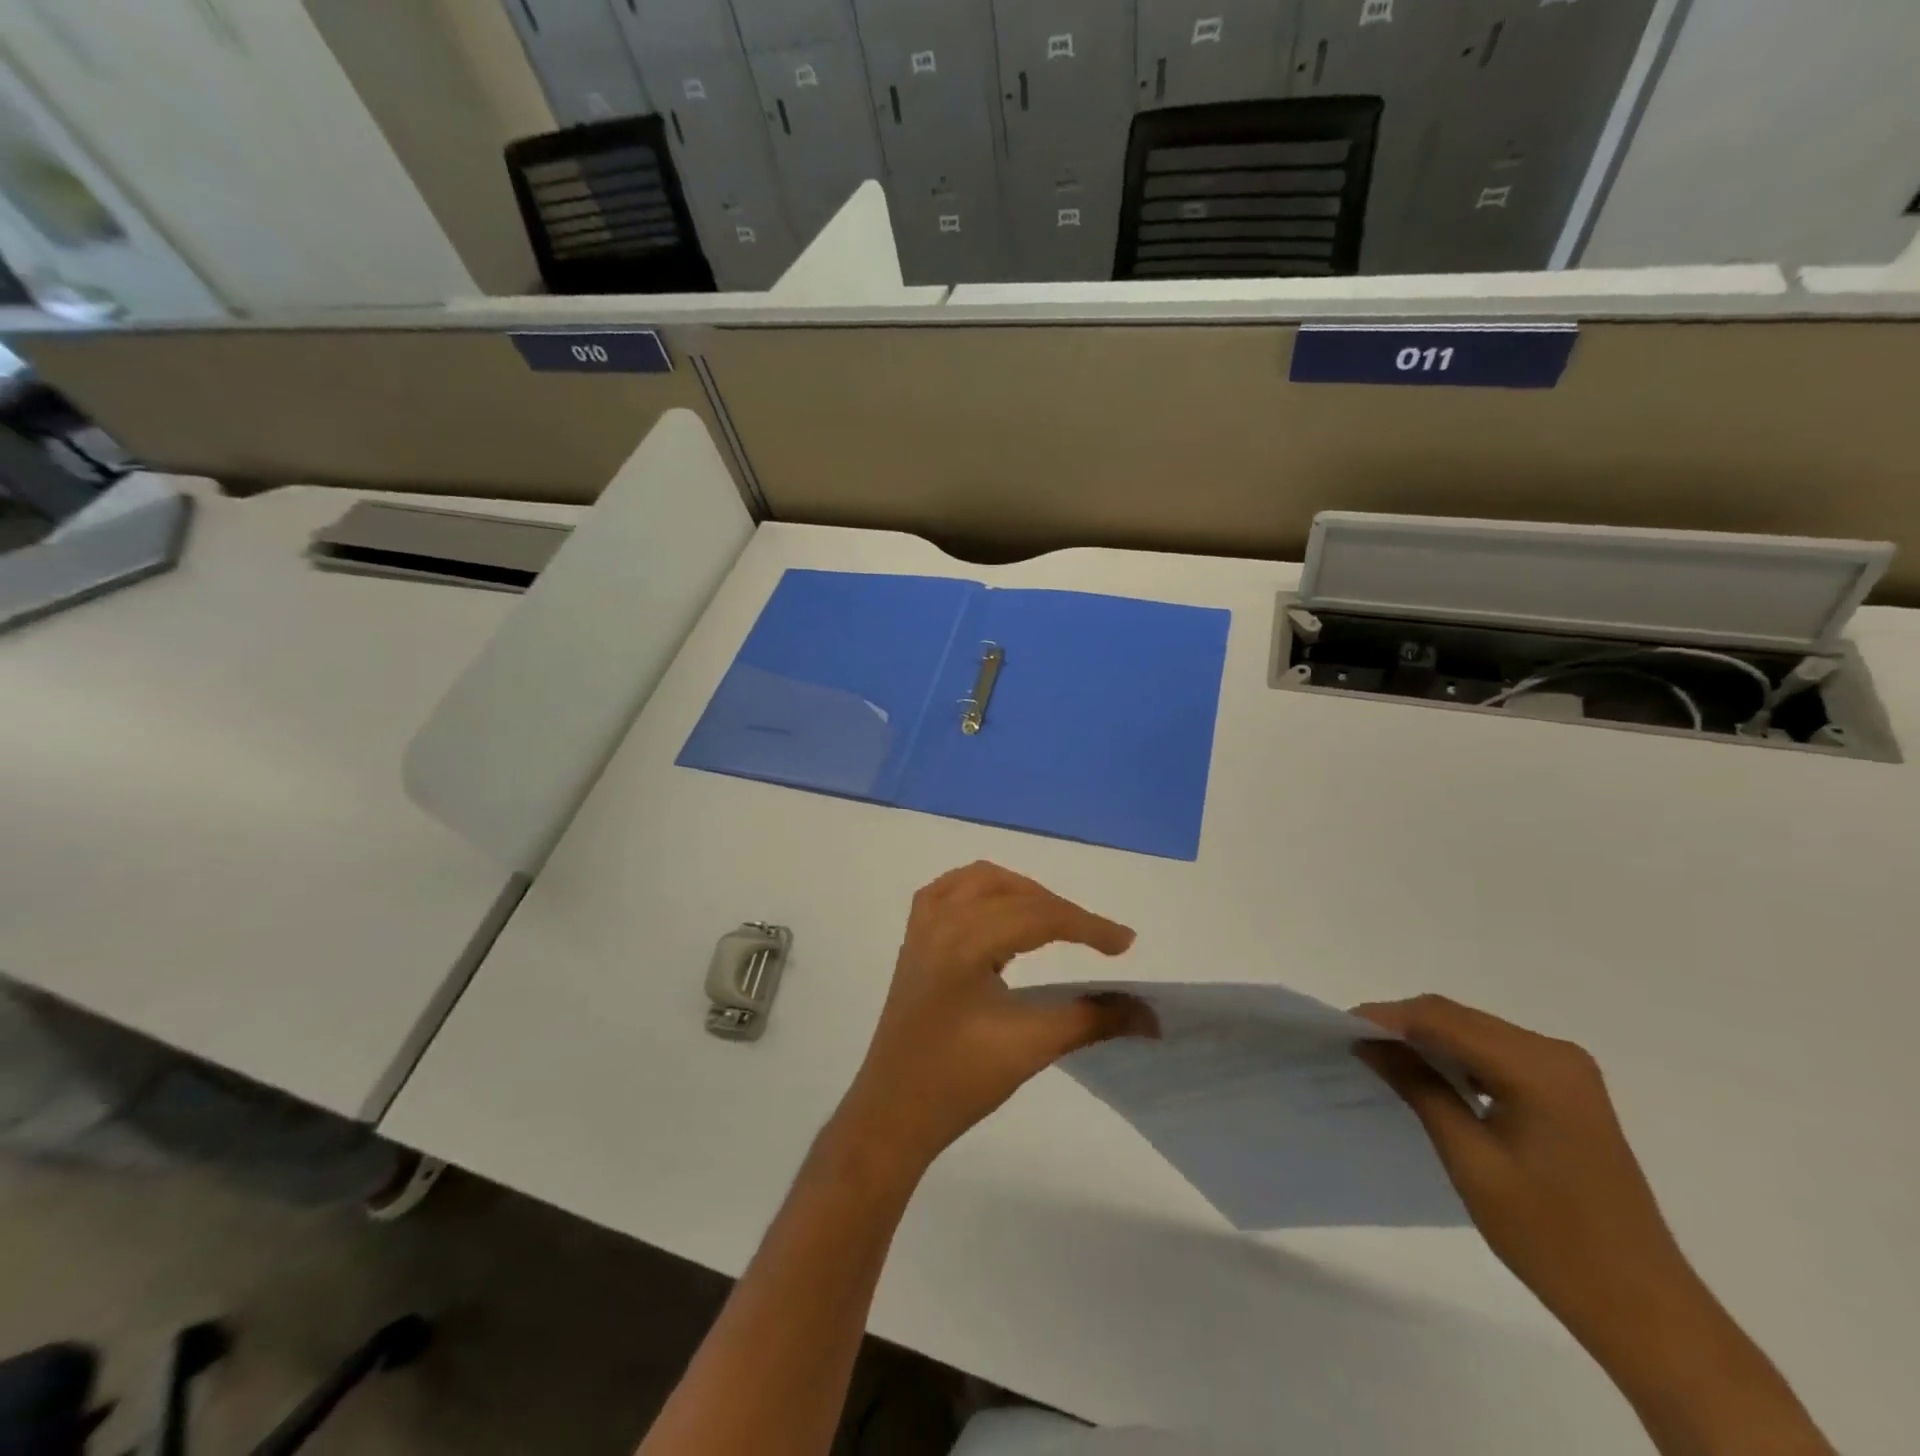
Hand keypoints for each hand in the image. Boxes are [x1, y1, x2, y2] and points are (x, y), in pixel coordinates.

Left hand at [833, 862, 1153, 1176]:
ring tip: (1052, 920)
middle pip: (1011, 892)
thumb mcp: (1031, 1046)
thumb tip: (1150, 1014)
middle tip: (1094, 938)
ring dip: (1020, 892)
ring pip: (978, 881)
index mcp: (963, 942)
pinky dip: (983, 892)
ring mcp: (921, 928)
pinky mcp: (914, 941)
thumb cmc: (959, 1082)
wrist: (892, 1113)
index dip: (1087, 926)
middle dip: (1057, 908)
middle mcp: (939, 922)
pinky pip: (949, 891)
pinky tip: (999, 914)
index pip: (1037, 915)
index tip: (1127, 944)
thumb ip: (1093, 1020)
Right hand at [1353, 995, 1696, 1359]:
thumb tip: (1368, 1041)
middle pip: (1458, 1017)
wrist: (1644, 1307)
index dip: (1386, 1017)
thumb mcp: (1470, 1159)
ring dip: (1426, 1039)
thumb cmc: (1551, 1237)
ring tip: (1379, 1056)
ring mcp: (1567, 1071)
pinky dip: (1455, 1056)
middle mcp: (1556, 1054)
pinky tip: (1428, 1075)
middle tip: (1353, 1041)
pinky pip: (1495, 1053)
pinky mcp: (1567, 1090)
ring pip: (1474, 1031)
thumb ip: (1419, 1088)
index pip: (1443, 1019)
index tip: (1339, 1027)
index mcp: (1538, 1068)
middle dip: (1402, 1024)